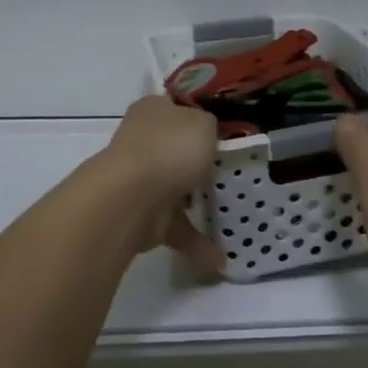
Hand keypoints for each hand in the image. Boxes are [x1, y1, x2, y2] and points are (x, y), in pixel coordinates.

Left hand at [99, 96, 223, 272]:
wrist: (132, 198)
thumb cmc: (170, 149)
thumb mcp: (204, 123)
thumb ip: (210, 126)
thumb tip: (205, 135)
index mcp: (153, 110)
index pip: (178, 109)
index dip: (201, 119)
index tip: (226, 136)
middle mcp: (142, 141)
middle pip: (177, 150)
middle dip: (200, 164)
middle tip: (235, 174)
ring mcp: (140, 179)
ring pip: (175, 189)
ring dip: (199, 205)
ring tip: (233, 217)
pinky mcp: (142, 214)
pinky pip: (176, 226)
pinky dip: (196, 241)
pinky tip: (220, 258)